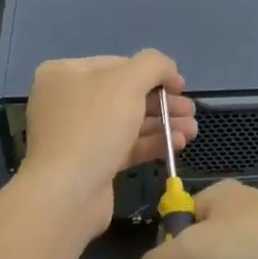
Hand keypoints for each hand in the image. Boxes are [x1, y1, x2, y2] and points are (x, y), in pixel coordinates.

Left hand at [19, 50, 196, 240]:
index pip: (118, 64)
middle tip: (190, 112)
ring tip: (193, 131)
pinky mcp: (90, 163)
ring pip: (128, 122)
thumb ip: (154, 65)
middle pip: (125, 94)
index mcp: (65, 74)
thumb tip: (169, 70)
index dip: (154, 73)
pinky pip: (126, 146)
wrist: (67, 194)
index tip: (181, 86)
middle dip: (163, 102)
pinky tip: (178, 144)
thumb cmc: (94, 126)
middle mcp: (67, 100)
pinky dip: (152, 143)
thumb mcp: (128, 81)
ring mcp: (78, 134)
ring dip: (163, 124)